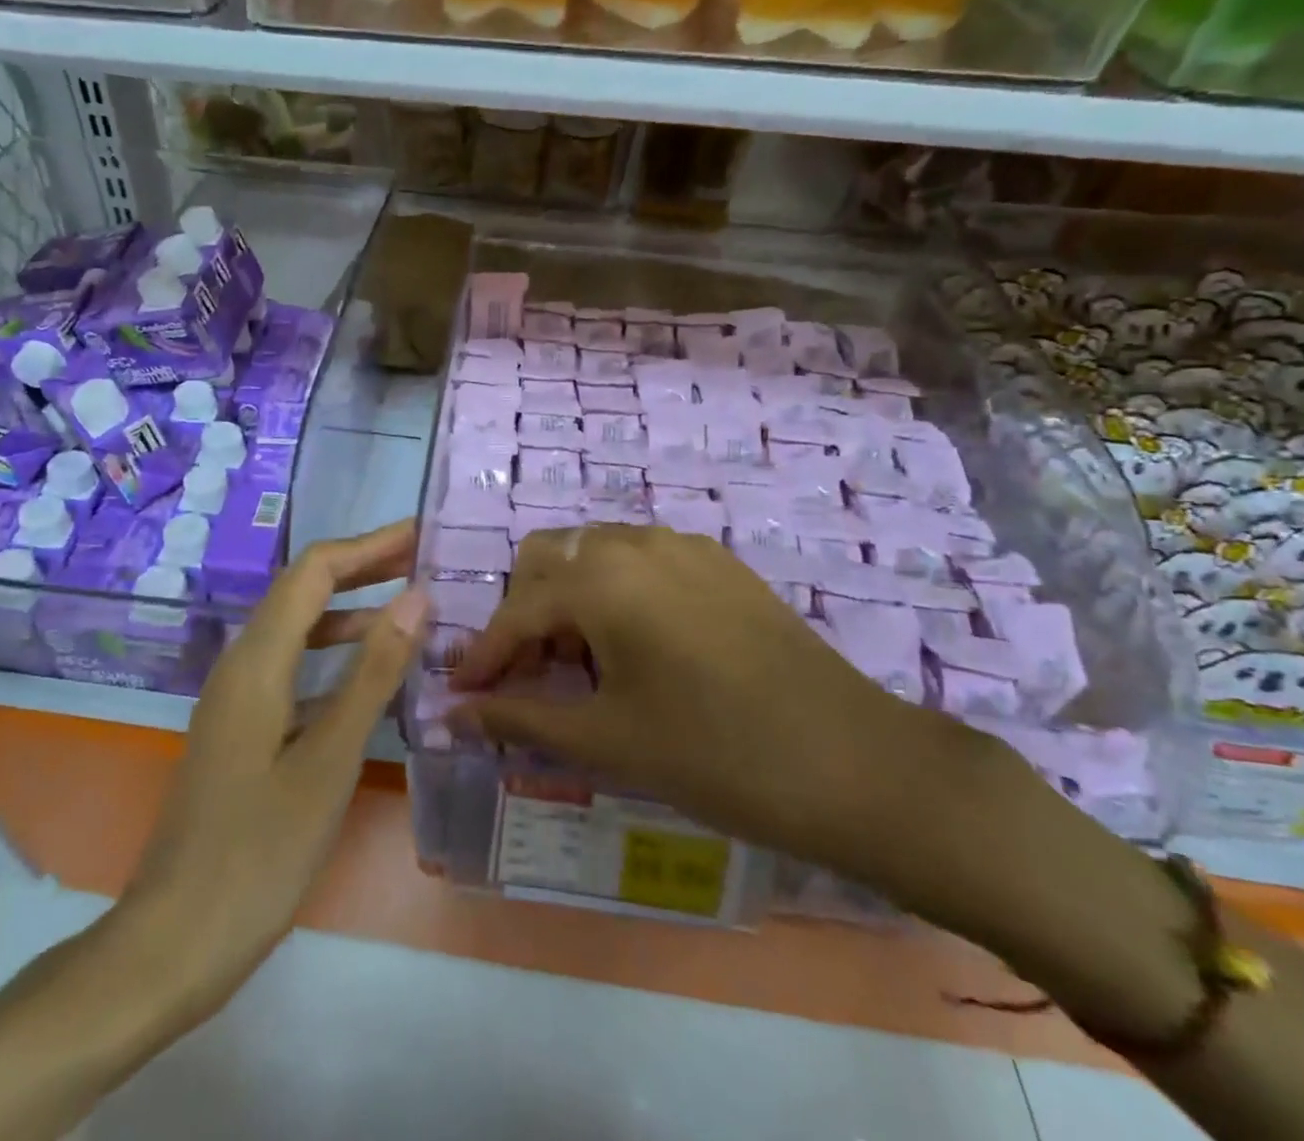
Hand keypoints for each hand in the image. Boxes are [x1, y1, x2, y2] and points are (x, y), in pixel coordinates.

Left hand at [99, 520, 427, 1040]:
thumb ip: (374, 673)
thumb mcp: (330, 760)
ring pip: (297, 629)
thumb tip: (415, 597)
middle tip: (422, 560)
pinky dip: (332, 654)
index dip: (368, 545)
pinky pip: (292, 667)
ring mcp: (236, 697)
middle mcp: (241, 664)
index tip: (421, 535)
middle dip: (362, 567)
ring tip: (407, 610)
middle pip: (303, 590)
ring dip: (349, 610)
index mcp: (258, 661)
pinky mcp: (240, 728)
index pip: (314, 571)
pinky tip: (368, 677)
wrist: (174, 941)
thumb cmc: (259, 853)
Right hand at [448, 523, 950, 876]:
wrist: (854, 762)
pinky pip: (639, 560)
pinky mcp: (718, 563)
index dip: (484, 656)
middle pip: (547, 559)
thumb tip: (449, 715)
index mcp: (600, 578)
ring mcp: (682, 546)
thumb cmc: (716, 754)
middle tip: (527, 677)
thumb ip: (519, 717)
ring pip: (593, 553)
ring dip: (567, 598)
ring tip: (580, 665)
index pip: (516, 611)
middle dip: (523, 613)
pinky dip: (613, 591)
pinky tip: (634, 646)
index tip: (460, 695)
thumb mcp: (607, 739)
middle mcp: (634, 542)